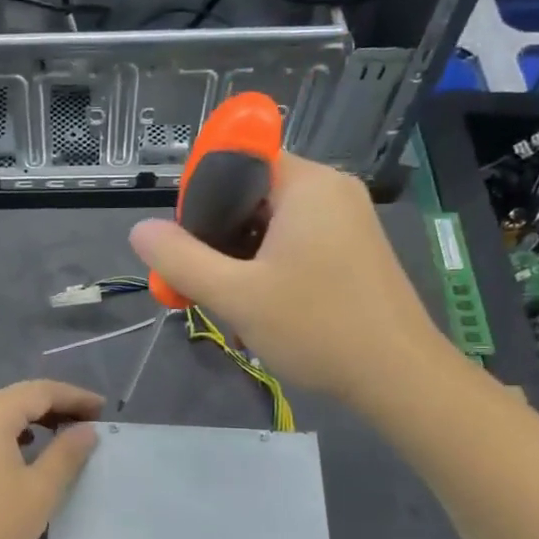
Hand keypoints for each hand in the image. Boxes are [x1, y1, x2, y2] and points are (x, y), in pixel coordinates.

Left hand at [0, 380, 102, 538]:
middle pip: (18, 397)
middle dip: (56, 404)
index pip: (39, 391)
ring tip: (65, 433)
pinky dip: (14, 432)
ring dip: (35, 418)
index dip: (74, 396)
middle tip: (90, 420)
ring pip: (2, 413)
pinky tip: (28, 448)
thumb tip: (86, 430)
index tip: (102, 409)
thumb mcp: (40, 491)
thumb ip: (67, 453)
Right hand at [129, 152, 453, 414]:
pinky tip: (258, 316)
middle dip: (217, 241)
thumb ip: (181, 259)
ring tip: (230, 311)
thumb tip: (140, 230)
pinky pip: (294, 247)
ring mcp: (346, 222)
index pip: (238, 161)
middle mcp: (330, 191)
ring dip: (239, 265)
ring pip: (270, 228)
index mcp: (306, 184)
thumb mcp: (235, 295)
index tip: (187, 242)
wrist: (399, 378)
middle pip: (250, 197)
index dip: (202, 196)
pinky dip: (268, 274)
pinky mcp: (352, 252)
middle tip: (201, 286)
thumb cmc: (317, 327)